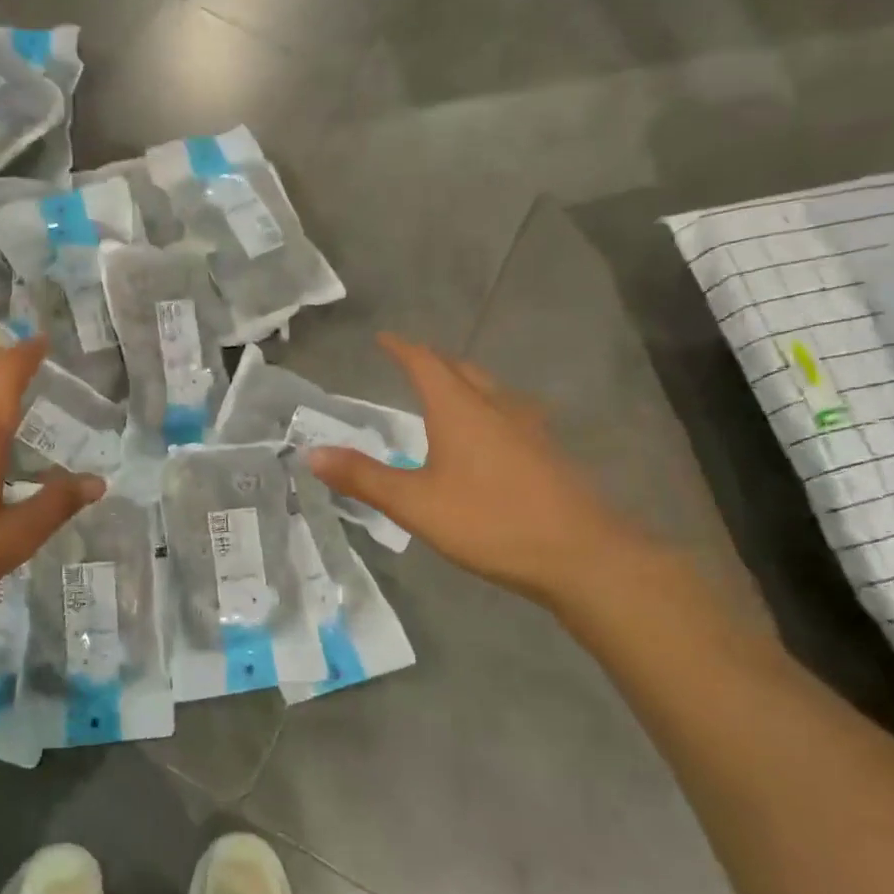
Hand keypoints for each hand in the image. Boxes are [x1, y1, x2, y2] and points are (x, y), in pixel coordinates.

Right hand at [304, 334, 652, 606]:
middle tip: (411, 365)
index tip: (383, 338)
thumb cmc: (490, 522)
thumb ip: (363, 477)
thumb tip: (311, 454)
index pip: (425, 363)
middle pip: (462, 370)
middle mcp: (497, 407)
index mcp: (460, 410)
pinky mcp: (548, 453)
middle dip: (433, 362)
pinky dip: (487, 410)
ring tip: (447, 395)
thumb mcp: (415, 504)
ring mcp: (530, 428)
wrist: (582, 555)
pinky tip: (489, 437)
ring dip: (464, 383)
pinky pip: (510, 414)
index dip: (402, 348)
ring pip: (491, 390)